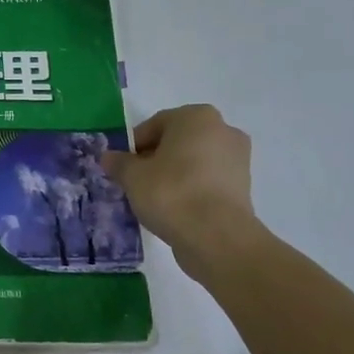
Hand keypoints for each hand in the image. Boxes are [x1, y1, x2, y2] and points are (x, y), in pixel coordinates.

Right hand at [102, 104, 259, 286]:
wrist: (216, 236)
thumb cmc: (171, 193)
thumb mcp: (132, 176)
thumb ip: (118, 163)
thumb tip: (109, 157)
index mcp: (197, 117)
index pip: (155, 124)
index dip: (134, 146)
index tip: (123, 167)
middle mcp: (223, 130)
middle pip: (177, 141)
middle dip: (155, 158)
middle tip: (136, 181)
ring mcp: (238, 158)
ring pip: (194, 161)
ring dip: (174, 174)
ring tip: (155, 198)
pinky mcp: (243, 186)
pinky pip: (208, 180)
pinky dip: (192, 189)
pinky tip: (176, 208)